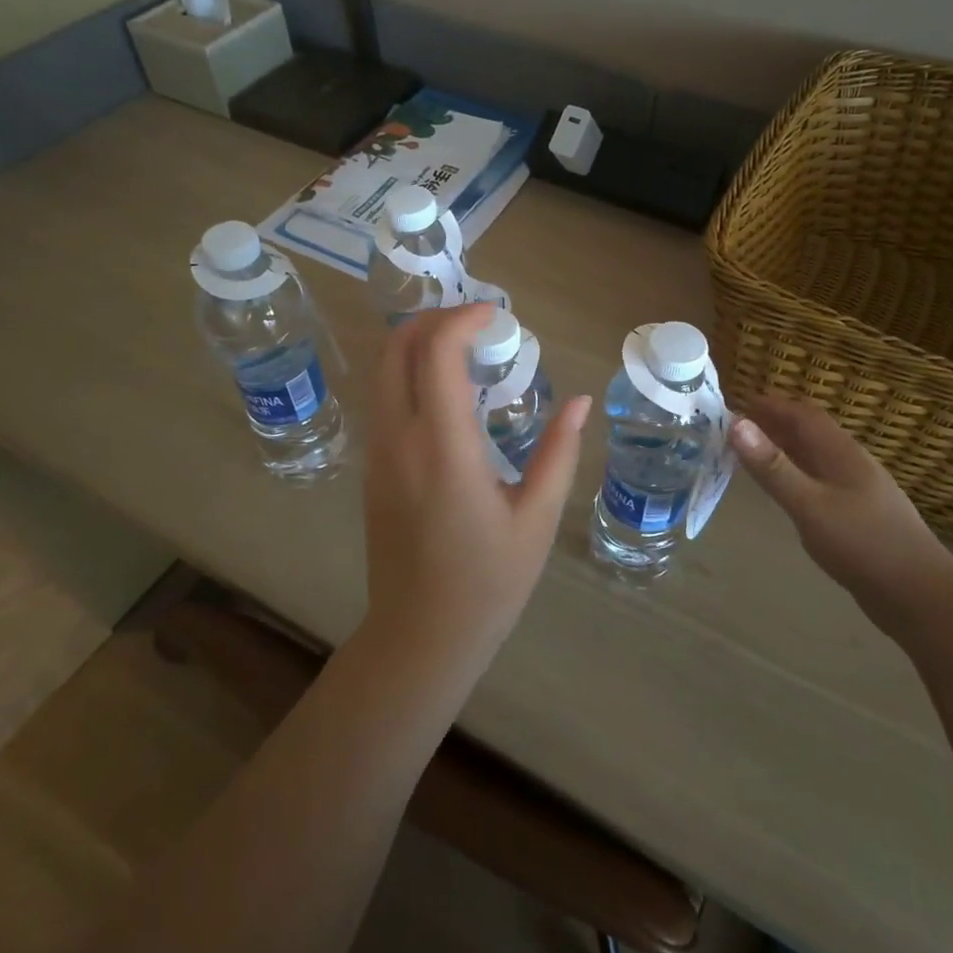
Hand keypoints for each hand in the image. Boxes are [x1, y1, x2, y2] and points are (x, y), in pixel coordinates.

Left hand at [363, 305, 590, 664]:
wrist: (421, 636)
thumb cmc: (489, 581)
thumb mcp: (537, 518)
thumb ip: (559, 452)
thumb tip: (580, 401)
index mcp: (443, 448)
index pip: (435, 353)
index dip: (464, 319)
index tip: (498, 316)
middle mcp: (399, 440)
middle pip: (395, 349)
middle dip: (432, 319)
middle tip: (477, 324)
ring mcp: (377, 454)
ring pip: (382, 372)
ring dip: (418, 345)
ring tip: (466, 351)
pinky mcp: (372, 470)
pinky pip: (384, 400)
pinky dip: (410, 375)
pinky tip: (449, 394)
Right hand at [730, 396, 952, 633]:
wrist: (920, 596)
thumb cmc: (863, 544)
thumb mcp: (809, 505)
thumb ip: (773, 467)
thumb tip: (736, 423)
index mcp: (841, 453)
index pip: (804, 415)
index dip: (772, 404)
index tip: (738, 401)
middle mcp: (851, 464)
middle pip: (810, 433)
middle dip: (775, 424)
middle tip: (736, 427)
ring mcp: (857, 490)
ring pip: (815, 458)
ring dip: (785, 449)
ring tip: (752, 453)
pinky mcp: (858, 515)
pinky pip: (820, 481)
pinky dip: (796, 475)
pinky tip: (786, 490)